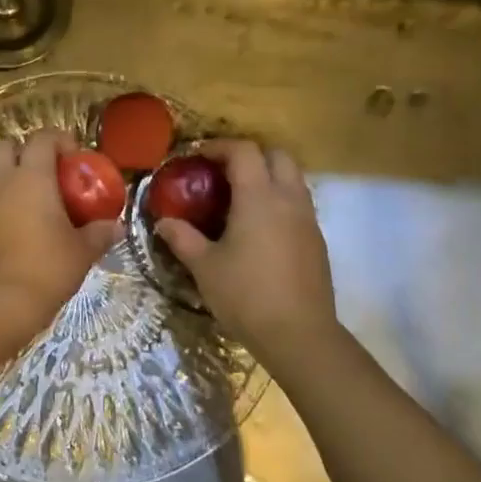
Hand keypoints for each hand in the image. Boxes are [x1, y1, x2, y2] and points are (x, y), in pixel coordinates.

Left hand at [0, 129, 122, 335]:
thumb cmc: (46, 269)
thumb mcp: (82, 251)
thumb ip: (100, 233)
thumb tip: (116, 226)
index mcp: (32, 178)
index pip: (42, 138)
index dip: (60, 140)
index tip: (76, 158)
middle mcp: (1, 182)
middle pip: (5, 146)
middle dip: (25, 151)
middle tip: (48, 173)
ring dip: (7, 173)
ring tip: (30, 195)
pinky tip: (15, 220)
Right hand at [153, 139, 336, 357]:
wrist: (299, 335)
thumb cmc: (245, 295)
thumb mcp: (204, 267)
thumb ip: (182, 238)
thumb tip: (163, 222)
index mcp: (259, 198)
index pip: (244, 151)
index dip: (219, 146)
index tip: (197, 156)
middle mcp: (289, 199)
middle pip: (277, 155)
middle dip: (250, 154)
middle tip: (222, 172)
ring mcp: (308, 220)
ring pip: (293, 179)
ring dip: (268, 176)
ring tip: (239, 198)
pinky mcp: (317, 241)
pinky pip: (299, 204)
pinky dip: (279, 200)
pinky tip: (258, 227)